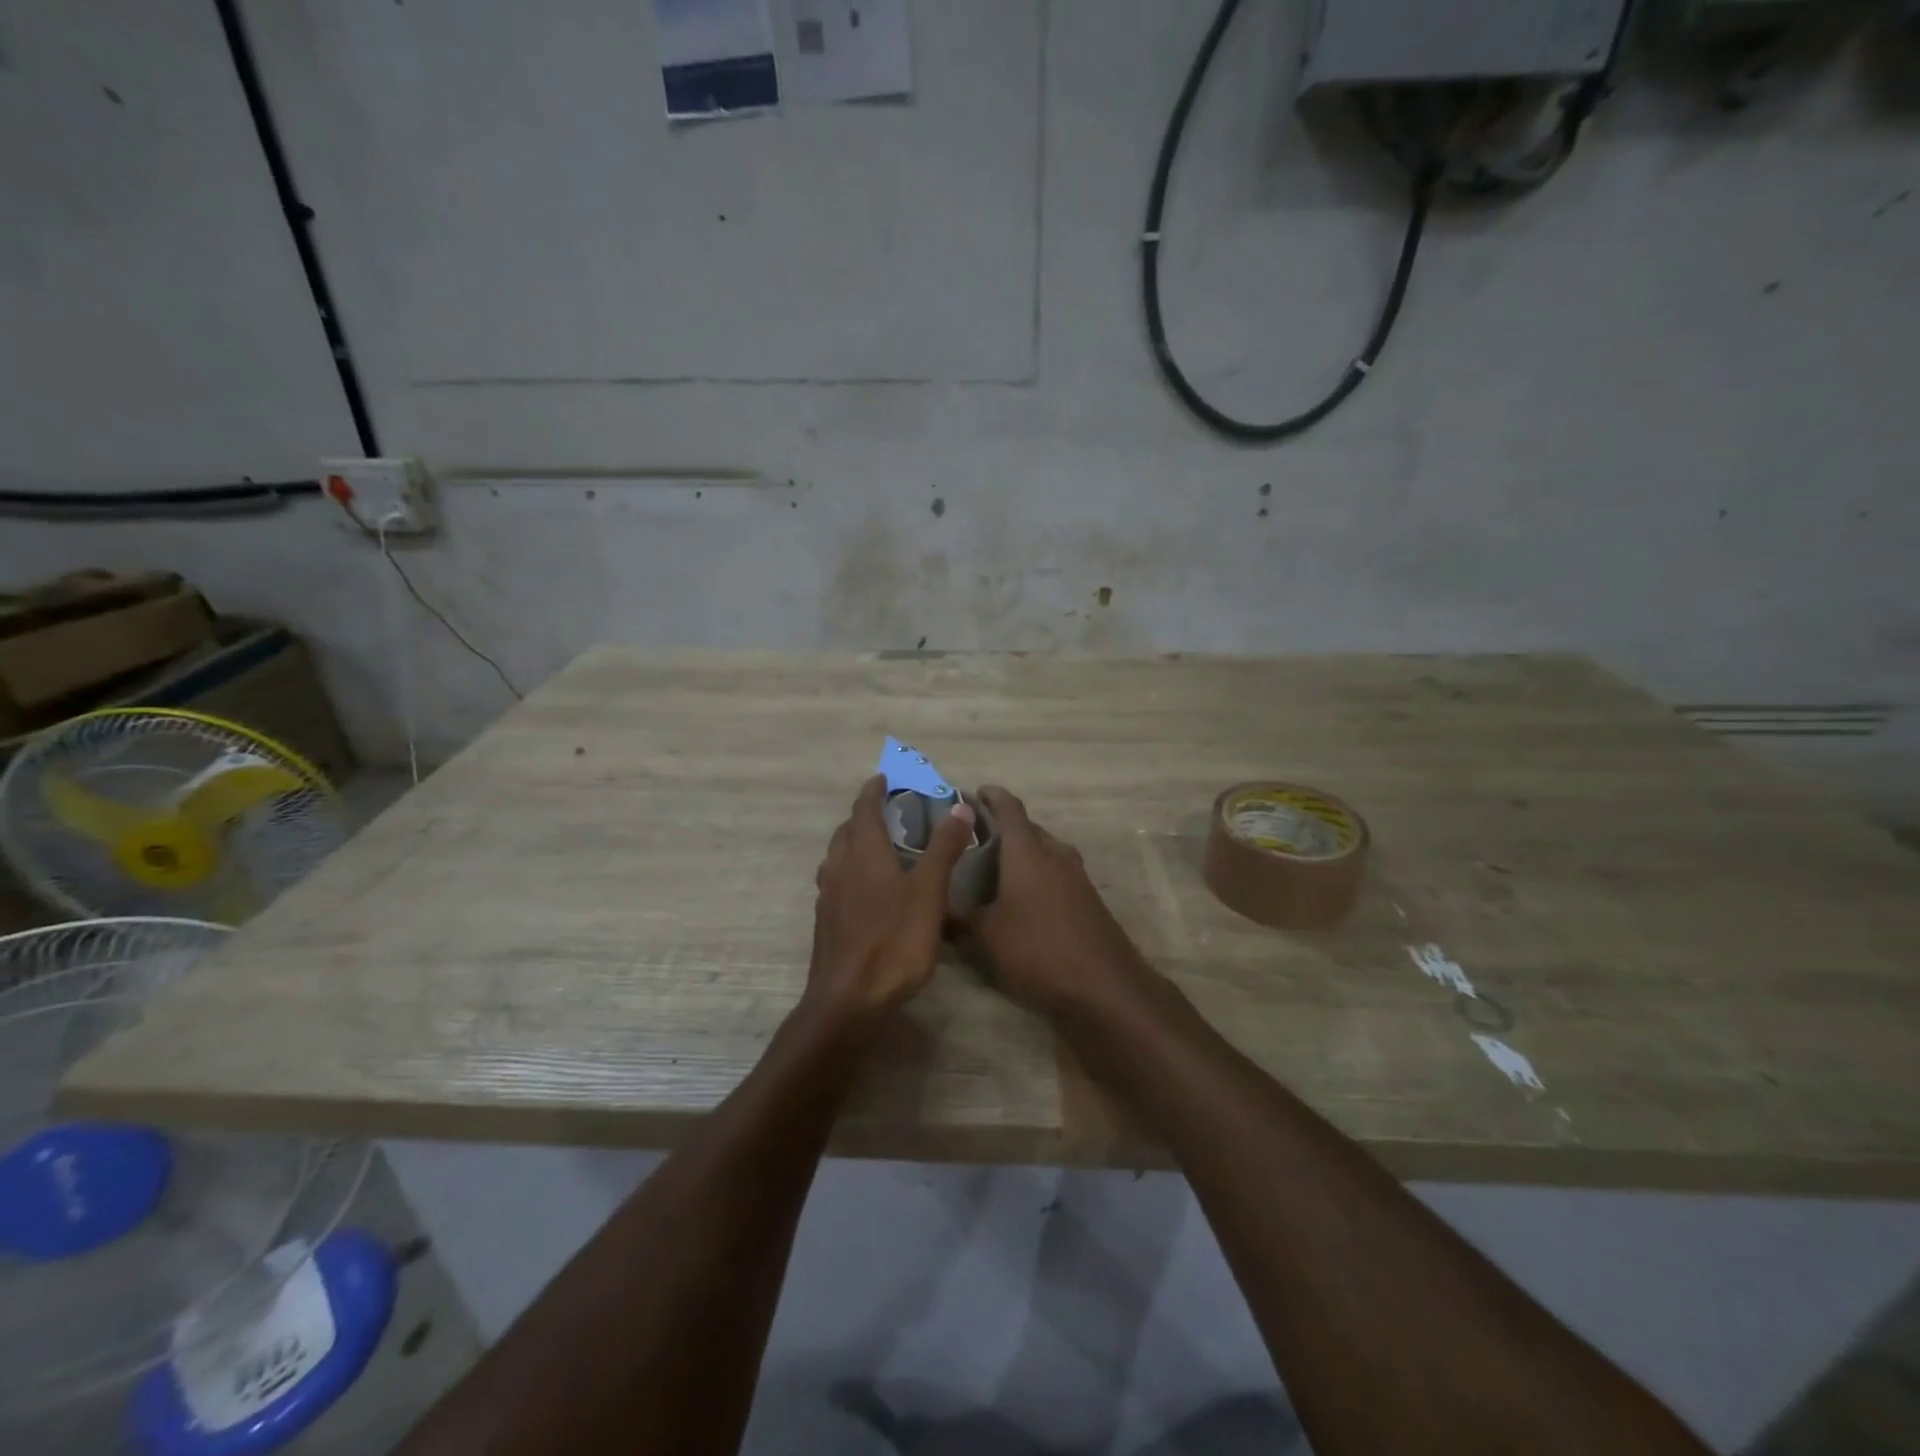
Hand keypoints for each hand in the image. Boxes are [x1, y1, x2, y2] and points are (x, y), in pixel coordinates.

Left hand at [809, 775, 976, 1018]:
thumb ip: (944, 848)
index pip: (864, 808)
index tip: (885, 778)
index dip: (874, 790)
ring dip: (856, 841)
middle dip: (865, 814)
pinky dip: (852, 869)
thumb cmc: (894, 941)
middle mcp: (839, 867)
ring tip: (880, 845)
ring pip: (839, 856)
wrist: (848, 1001)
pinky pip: (838, 880)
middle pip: (848, 830)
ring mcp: (829, 896)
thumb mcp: (929, 892)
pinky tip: (869, 889)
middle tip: (888, 810)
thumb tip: (960, 807)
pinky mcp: (827, 921)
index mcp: (863, 853)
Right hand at [962, 786, 1154, 1015]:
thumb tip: (932, 909)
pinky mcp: (1088, 896)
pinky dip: (1037, 874)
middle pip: (1027, 828)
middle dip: (1002, 829)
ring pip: (1044, 850)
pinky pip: (1056, 871)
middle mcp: (1054, 852)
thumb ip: (958, 918)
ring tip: (993, 870)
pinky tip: (1022, 898)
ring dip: (1022, 853)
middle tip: (973, 841)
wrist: (1104, 984)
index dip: (990, 796)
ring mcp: (1076, 874)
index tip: (973, 794)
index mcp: (1027, 851)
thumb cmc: (1038, 949)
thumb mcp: (986, 937)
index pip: (1008, 808)